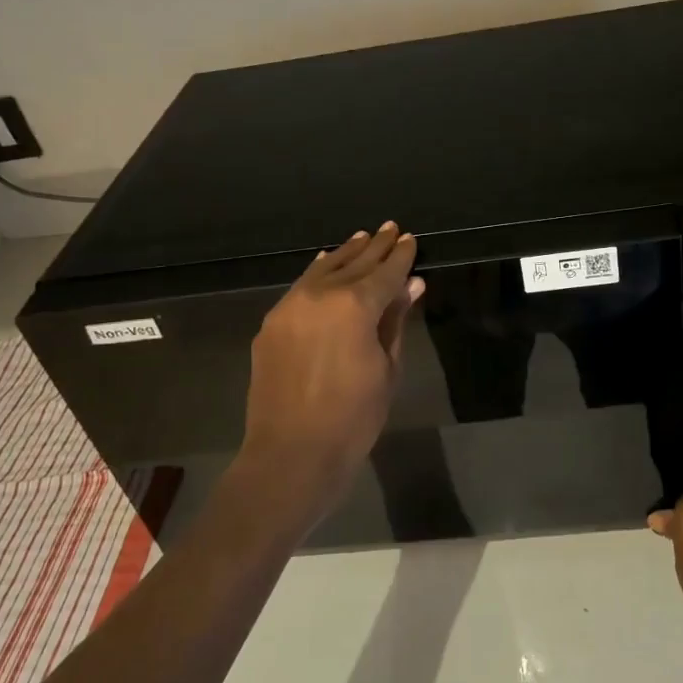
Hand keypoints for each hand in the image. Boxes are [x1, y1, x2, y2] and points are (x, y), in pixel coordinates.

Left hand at [236, 223, 423, 526]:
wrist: (291, 453)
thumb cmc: (353, 418)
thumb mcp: (386, 368)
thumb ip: (395, 321)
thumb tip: (410, 285)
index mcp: (356, 305)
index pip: (386, 271)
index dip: (401, 255)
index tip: (410, 239)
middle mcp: (320, 294)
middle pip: (354, 263)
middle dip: (375, 246)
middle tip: (391, 228)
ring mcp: (290, 306)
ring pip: (323, 269)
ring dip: (345, 253)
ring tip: (362, 238)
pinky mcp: (271, 323)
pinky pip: (300, 287)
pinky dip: (317, 273)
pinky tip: (325, 265)